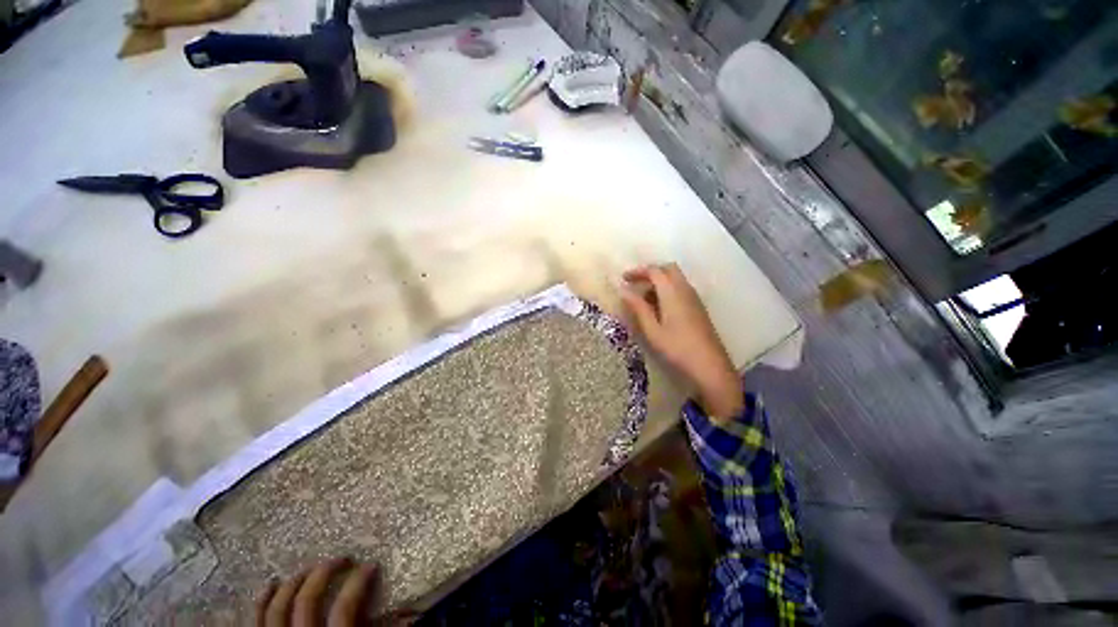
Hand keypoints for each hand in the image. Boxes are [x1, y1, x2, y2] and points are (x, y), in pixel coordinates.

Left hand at [256, 558, 376, 626]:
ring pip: (279, 607)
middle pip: (308, 600)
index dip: (359, 583)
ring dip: (296, 581)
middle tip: (341, 558)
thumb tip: (405, 610)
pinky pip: (257, 620)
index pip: (345, 607)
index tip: (371, 565)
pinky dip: (263, 601)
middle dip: (325, 573)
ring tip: (311, 566)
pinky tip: (271, 584)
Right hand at [620, 264, 742, 417]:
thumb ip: (638, 307)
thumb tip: (623, 290)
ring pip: (676, 279)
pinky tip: (659, 309)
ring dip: (659, 282)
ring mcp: (694, 298)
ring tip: (643, 300)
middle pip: (668, 269)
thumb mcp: (652, 330)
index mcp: (673, 292)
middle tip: (635, 284)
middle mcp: (686, 290)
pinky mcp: (698, 308)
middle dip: (650, 272)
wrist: (710, 366)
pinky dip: (667, 291)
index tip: (623, 279)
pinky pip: (681, 289)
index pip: (655, 271)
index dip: (638, 271)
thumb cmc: (677, 348)